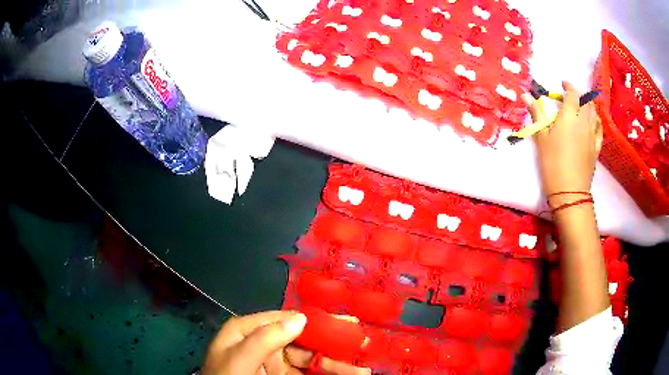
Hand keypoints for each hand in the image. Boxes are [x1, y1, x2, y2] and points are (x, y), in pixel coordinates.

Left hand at [203, 310, 370, 374]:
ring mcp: (276, 363)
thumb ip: (266, 338)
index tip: (345, 324)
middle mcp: (265, 343)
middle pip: (305, 340)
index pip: (287, 320)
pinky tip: (346, 374)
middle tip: (361, 343)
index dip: (316, 320)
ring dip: (336, 363)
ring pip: (312, 359)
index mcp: (250, 330)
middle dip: (333, 344)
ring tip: (361, 370)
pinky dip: (327, 373)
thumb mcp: (239, 359)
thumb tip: (301, 317)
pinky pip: (309, 373)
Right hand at [528, 81, 602, 201]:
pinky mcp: (596, 147)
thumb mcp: (541, 139)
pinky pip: (599, 128)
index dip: (568, 86)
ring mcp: (592, 135)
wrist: (570, 192)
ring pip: (594, 112)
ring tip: (581, 106)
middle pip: (586, 100)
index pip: (573, 93)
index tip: (562, 84)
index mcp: (569, 117)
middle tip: (571, 95)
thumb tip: (526, 95)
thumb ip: (537, 114)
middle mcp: (584, 122)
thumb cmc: (552, 164)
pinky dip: (596, 120)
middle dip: (579, 93)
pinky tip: (592, 121)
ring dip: (589, 104)